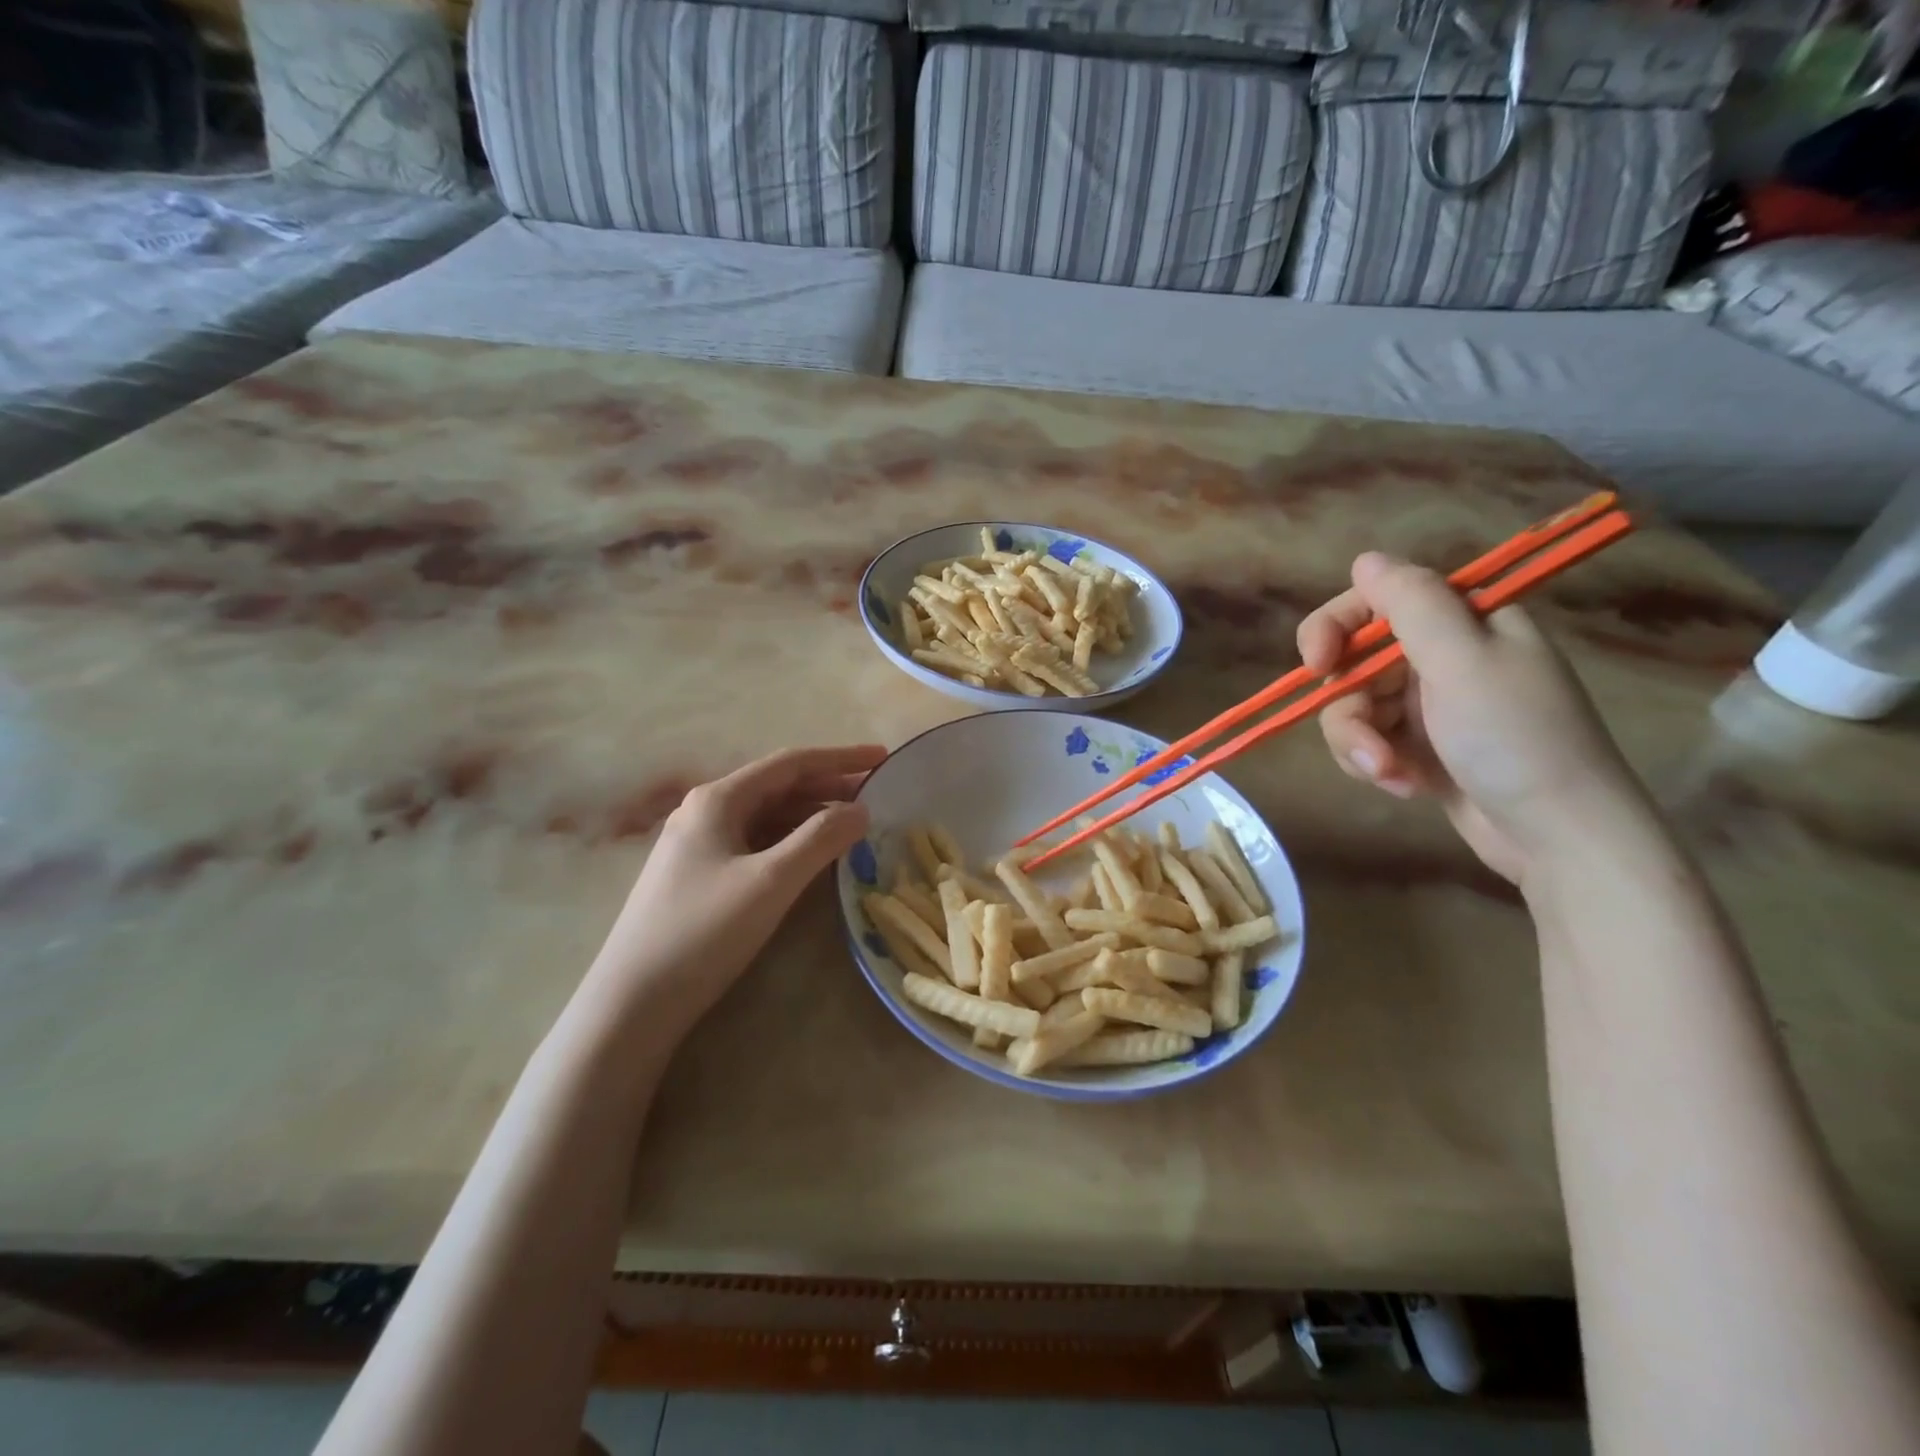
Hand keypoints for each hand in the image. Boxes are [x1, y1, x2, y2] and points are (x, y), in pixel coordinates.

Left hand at [582, 744, 887, 1038]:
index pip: (791, 763)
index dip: (840, 758)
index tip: (883, 757)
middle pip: (779, 787)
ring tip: (853, 826)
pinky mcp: (699, 876)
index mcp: (719, 799)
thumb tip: (861, 810)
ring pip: (767, 817)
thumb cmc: (704, 931)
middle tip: (876, 797)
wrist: (632, 1002)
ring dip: (811, 817)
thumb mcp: (770, 881)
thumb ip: (820, 840)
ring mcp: (699, 845)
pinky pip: (755, 844)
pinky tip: (812, 858)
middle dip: (829, 788)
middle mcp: (706, 812)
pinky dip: (790, 843)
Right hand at [1297, 552, 1644, 882]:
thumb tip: (1366, 558)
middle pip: (1355, 662)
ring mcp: (1431, 704)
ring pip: (1354, 707)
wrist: (1559, 837)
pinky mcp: (1421, 747)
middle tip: (1365, 743)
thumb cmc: (1516, 739)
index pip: (1377, 601)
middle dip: (1351, 707)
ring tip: (1389, 774)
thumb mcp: (1463, 662)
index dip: (1336, 627)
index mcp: (1463, 622)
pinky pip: (1369, 740)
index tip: (1317, 664)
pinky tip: (1404, 786)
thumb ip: (1411, 604)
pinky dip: (1376, 764)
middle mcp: (1444, 656)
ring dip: (1361, 744)